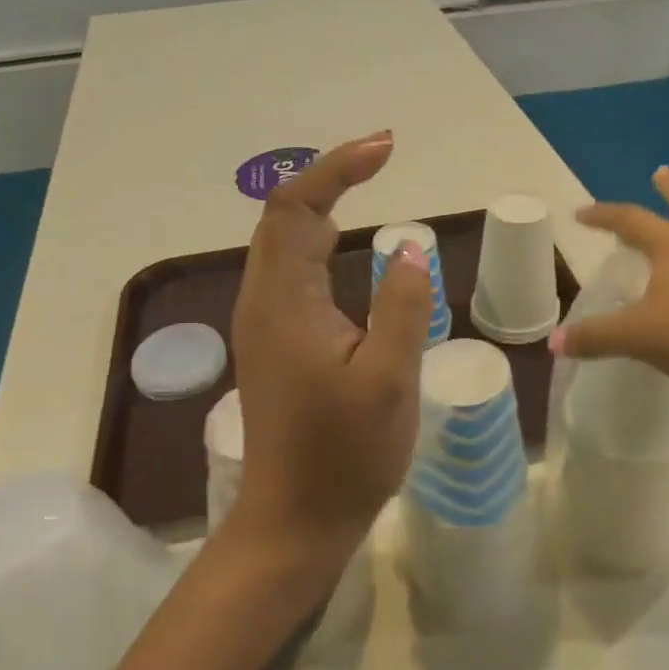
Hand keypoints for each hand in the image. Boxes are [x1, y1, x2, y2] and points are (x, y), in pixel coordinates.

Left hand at [228, 132, 432, 555]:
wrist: (295, 521)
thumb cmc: (345, 456)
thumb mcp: (390, 380)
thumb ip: (401, 307)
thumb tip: (406, 248)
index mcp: (284, 302)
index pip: (299, 208)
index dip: (338, 168)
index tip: (387, 148)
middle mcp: (262, 300)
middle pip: (284, 215)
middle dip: (330, 175)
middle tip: (384, 156)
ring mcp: (263, 321)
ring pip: (283, 240)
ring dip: (322, 203)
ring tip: (369, 182)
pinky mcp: (272, 340)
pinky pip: (289, 268)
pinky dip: (317, 237)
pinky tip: (345, 243)